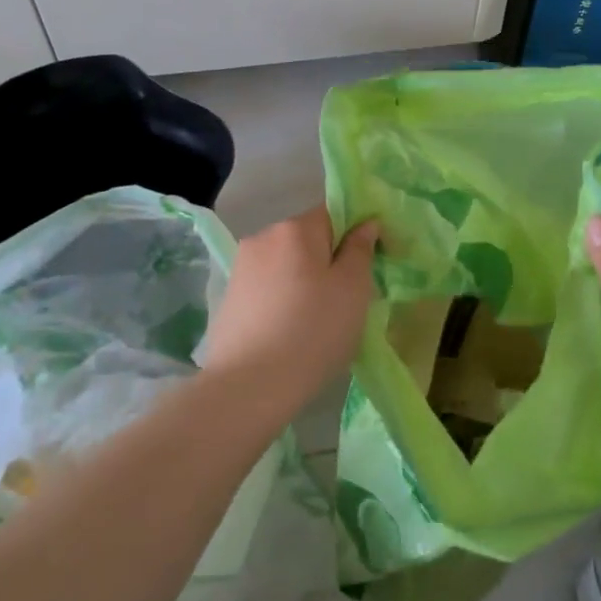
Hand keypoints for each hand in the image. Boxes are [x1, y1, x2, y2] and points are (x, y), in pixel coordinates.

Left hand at [200, 206, 379, 416]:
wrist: (248, 388)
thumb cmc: (312, 332)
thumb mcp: (353, 289)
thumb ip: (361, 249)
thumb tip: (366, 223)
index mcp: (295, 228)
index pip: (335, 213)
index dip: (357, 234)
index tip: (371, 265)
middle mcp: (263, 237)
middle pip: (308, 238)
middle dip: (329, 259)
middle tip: (348, 299)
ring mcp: (241, 267)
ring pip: (287, 263)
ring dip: (305, 281)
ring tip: (318, 320)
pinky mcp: (229, 297)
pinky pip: (268, 287)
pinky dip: (284, 299)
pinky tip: (290, 331)